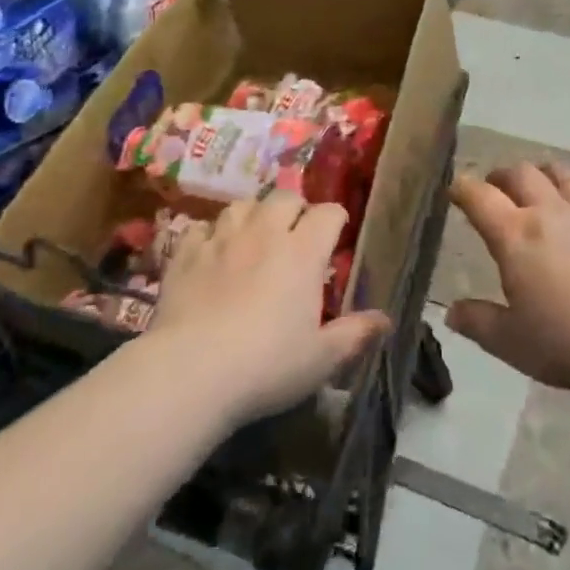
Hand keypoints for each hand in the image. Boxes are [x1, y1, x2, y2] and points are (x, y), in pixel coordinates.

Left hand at [148, 192, 389, 424]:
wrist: (191, 372)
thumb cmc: (267, 366)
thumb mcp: (321, 359)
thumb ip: (355, 334)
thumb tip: (385, 319)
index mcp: (303, 252)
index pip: (328, 213)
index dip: (335, 220)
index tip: (336, 236)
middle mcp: (264, 234)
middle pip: (284, 198)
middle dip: (295, 209)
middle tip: (296, 233)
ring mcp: (221, 240)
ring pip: (241, 205)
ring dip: (253, 214)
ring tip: (254, 234)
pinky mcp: (184, 255)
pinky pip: (199, 228)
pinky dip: (210, 234)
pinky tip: (211, 251)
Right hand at [446, 163, 569, 394]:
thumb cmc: (567, 340)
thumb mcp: (511, 342)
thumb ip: (478, 323)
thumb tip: (451, 312)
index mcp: (514, 236)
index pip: (479, 198)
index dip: (462, 188)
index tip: (453, 188)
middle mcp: (549, 212)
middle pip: (522, 175)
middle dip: (503, 175)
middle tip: (496, 185)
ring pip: (565, 176)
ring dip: (549, 172)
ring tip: (542, 179)